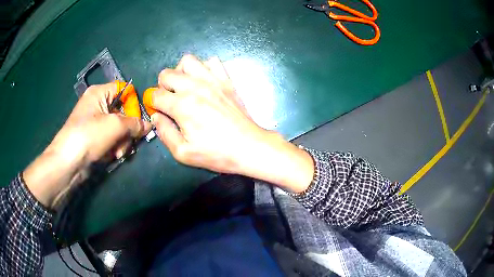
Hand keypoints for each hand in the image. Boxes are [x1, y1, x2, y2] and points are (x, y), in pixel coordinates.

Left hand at [23, 83, 151, 208]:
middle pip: (122, 111)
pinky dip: (115, 147)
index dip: (133, 103)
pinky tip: (113, 155)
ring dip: (122, 141)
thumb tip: (149, 125)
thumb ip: (135, 123)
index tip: (140, 119)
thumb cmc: (89, 135)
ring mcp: (95, 123)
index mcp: (99, 92)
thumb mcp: (115, 125)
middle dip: (128, 129)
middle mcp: (97, 105)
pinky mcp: (94, 138)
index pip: (124, 90)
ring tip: (118, 152)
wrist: (69, 162)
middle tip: (128, 141)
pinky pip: (111, 139)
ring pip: (118, 128)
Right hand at [148, 55, 313, 192]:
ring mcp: (212, 80)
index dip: (152, 104)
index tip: (158, 111)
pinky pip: (212, 61)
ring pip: (188, 61)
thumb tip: (156, 117)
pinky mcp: (226, 80)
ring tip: (185, 87)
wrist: (249, 147)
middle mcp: (194, 87)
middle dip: (162, 87)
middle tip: (169, 100)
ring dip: (180, 72)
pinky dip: (203, 68)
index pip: (155, 95)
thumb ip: (165, 133)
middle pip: (166, 74)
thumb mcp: (183, 152)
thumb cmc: (216, 153)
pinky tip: (204, 82)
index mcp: (182, 105)